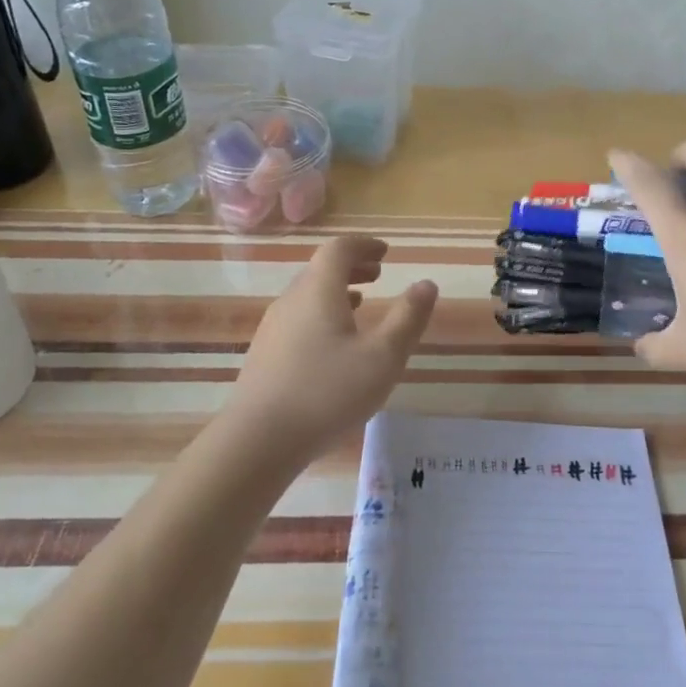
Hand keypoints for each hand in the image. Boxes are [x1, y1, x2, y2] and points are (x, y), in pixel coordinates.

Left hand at [221, 236, 437, 468]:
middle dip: (352, 266)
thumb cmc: (327, 392)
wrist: (258, 440)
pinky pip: (298, 318)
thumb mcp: (382, 357)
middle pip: (320, 269)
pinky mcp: (265, 355)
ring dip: (336, 291)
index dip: (364, 245)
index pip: (339, 249)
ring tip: (360, 303)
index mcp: (318, 291)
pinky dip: (321, 314)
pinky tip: (333, 343)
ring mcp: (273, 328)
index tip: (385, 252)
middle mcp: (291, 300)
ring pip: (307, 295)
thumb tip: (426, 284)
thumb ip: (408, 318)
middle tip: (378, 274)